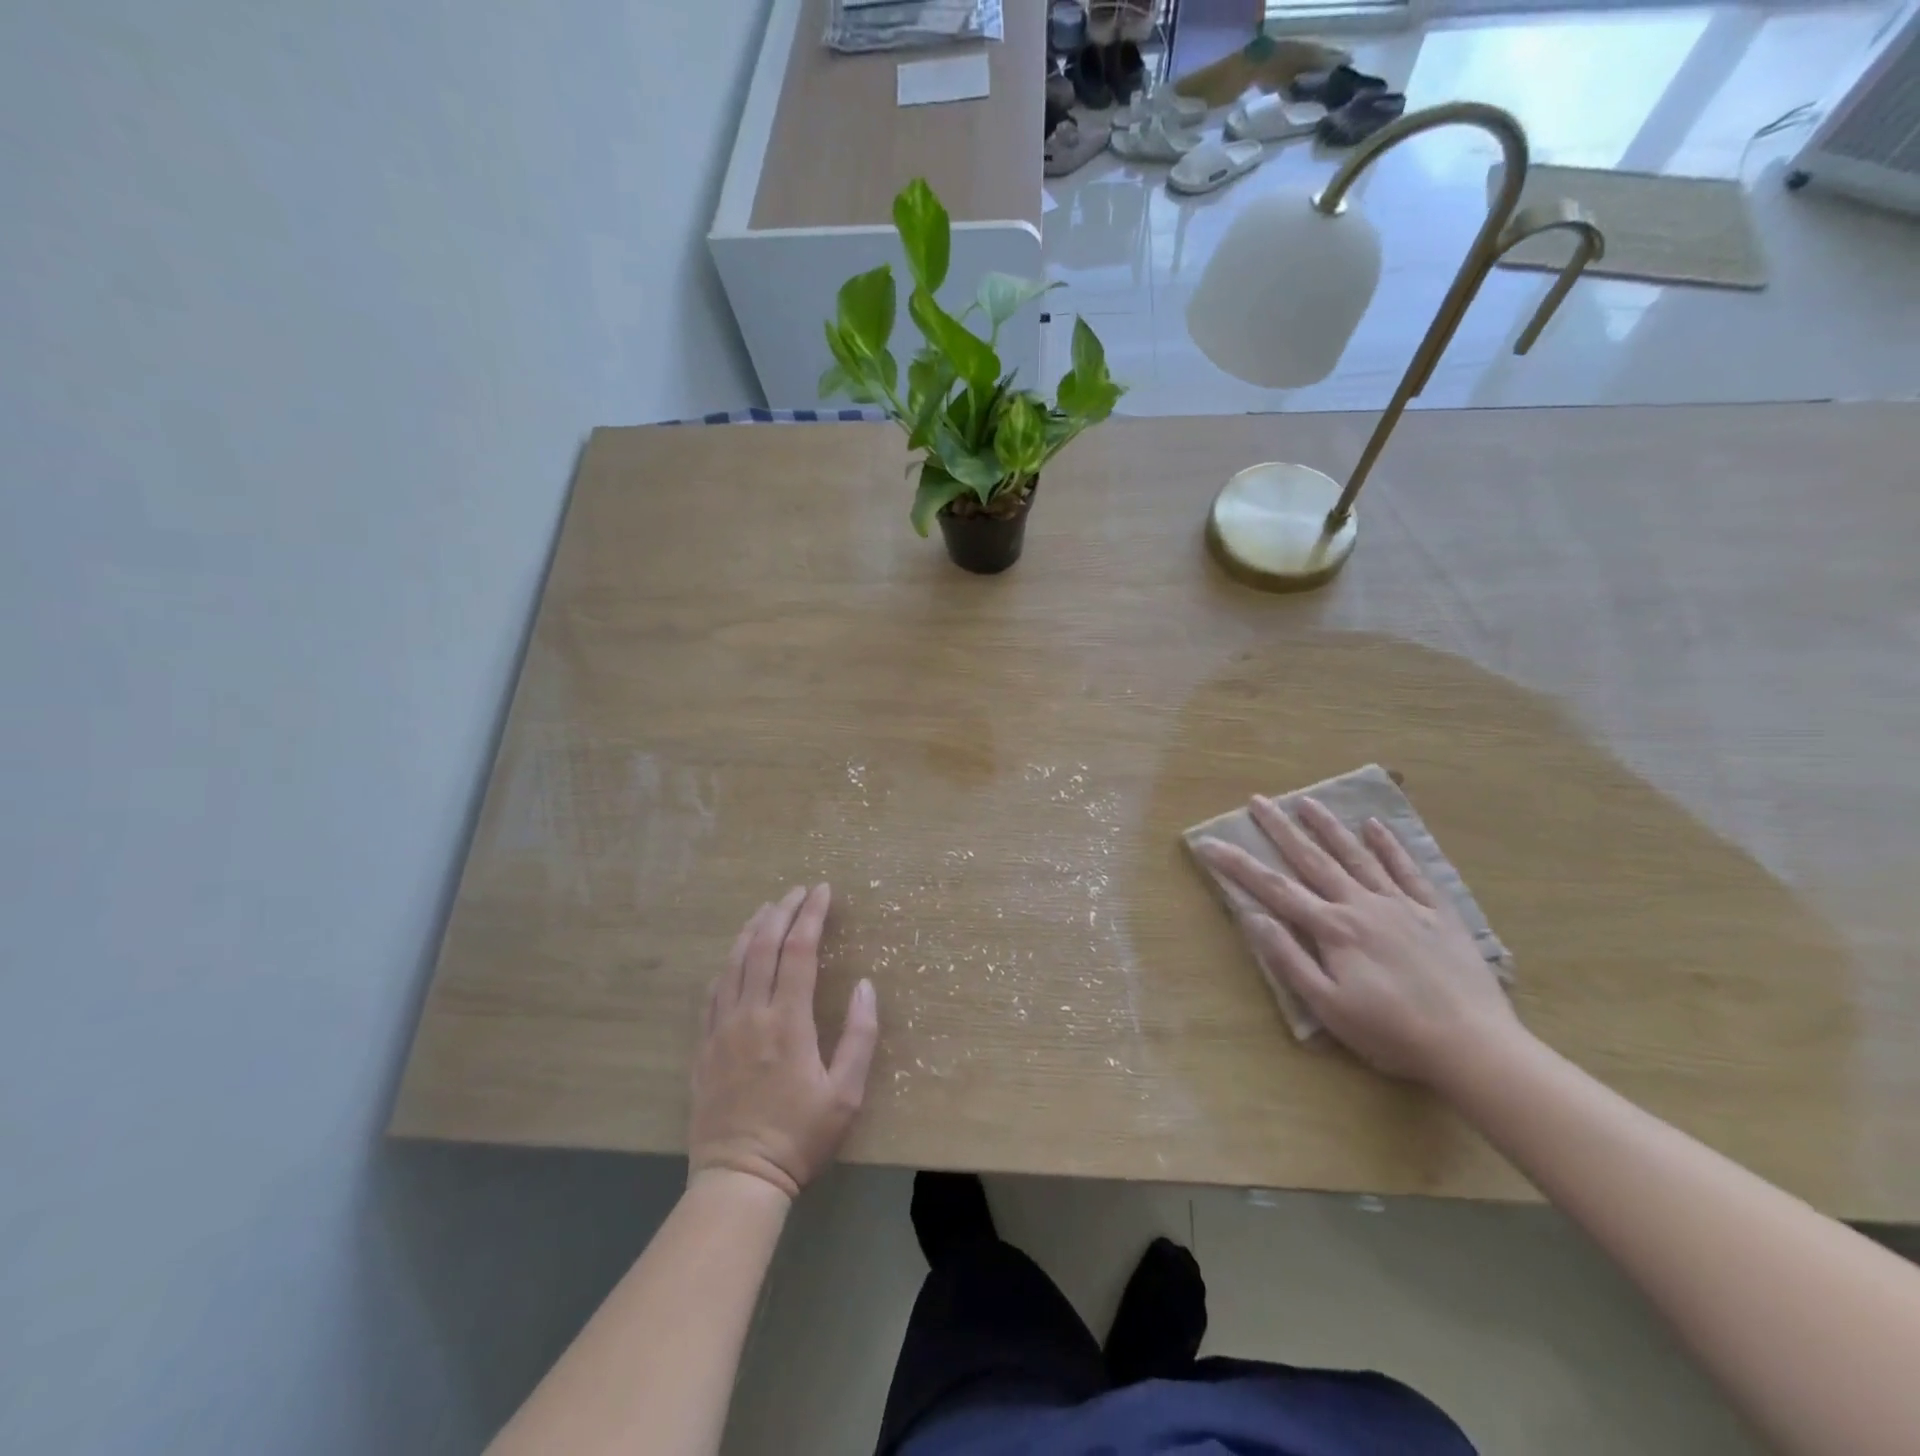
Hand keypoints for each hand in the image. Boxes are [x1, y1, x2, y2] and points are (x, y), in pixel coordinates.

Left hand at [689, 884, 878, 1198]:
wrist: (739, 1179)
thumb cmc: (800, 1137)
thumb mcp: (846, 1094)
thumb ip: (859, 1036)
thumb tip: (864, 986)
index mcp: (787, 1021)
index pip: (799, 951)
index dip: (812, 915)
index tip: (823, 890)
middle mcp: (751, 1014)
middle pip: (763, 946)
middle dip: (783, 911)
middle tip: (798, 890)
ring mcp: (721, 1028)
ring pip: (734, 962)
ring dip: (752, 929)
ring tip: (768, 908)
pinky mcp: (703, 1046)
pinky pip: (713, 990)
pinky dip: (727, 963)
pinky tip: (735, 956)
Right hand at [1196, 797, 1519, 1085]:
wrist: (1473, 1046)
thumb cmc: (1391, 1033)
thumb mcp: (1328, 1007)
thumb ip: (1289, 959)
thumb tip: (1254, 917)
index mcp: (1333, 928)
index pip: (1274, 888)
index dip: (1238, 865)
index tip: (1209, 843)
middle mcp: (1362, 905)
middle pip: (1313, 859)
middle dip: (1281, 829)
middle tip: (1258, 800)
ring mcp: (1402, 905)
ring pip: (1358, 855)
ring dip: (1329, 827)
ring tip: (1307, 802)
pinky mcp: (1437, 913)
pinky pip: (1409, 870)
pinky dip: (1391, 846)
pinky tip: (1376, 825)